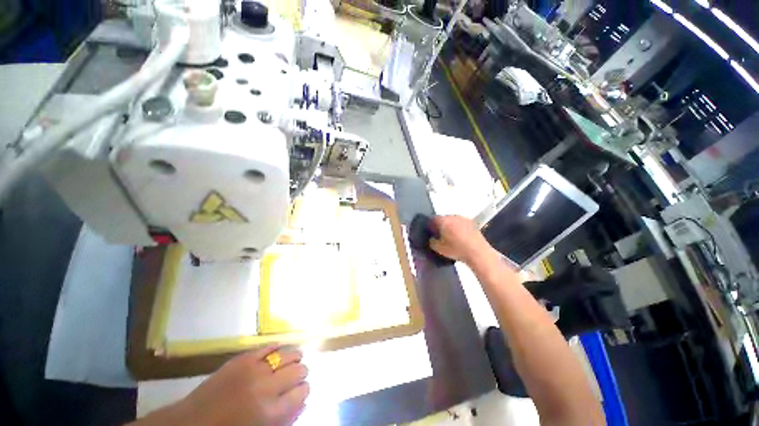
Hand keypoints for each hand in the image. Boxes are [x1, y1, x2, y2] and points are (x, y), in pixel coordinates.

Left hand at [135, 345, 308, 425]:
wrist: (191, 424)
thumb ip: (285, 419)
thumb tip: (303, 400)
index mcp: (272, 413)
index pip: (303, 391)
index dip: (304, 390)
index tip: (300, 390)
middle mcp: (267, 388)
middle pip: (299, 370)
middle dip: (301, 373)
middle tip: (295, 377)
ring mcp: (255, 369)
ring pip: (288, 354)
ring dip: (293, 358)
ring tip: (291, 361)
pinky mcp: (243, 358)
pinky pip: (268, 346)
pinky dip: (277, 348)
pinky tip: (279, 351)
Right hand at [429, 215, 495, 264]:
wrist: (478, 253)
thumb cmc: (457, 249)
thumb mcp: (439, 249)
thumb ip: (432, 242)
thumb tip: (432, 238)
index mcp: (443, 221)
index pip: (432, 219)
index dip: (430, 226)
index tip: (431, 233)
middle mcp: (453, 216)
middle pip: (442, 218)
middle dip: (440, 225)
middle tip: (439, 236)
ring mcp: (463, 218)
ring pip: (452, 220)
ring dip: (450, 226)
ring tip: (450, 237)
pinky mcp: (472, 223)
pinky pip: (460, 223)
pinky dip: (458, 228)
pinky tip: (459, 237)